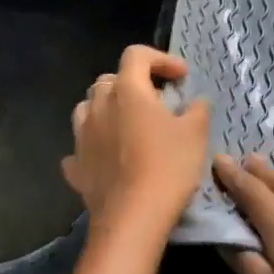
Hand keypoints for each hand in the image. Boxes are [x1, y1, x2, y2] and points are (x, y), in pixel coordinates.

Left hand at [61, 46, 211, 237]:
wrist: (133, 217)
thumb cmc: (168, 167)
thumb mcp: (196, 133)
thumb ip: (198, 109)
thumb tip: (196, 101)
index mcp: (127, 90)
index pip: (137, 55)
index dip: (161, 59)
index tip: (182, 77)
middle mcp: (98, 105)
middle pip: (111, 80)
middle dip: (134, 83)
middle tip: (158, 101)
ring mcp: (81, 136)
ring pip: (89, 108)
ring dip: (109, 109)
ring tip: (129, 125)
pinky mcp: (76, 165)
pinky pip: (82, 146)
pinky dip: (95, 145)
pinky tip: (107, 156)